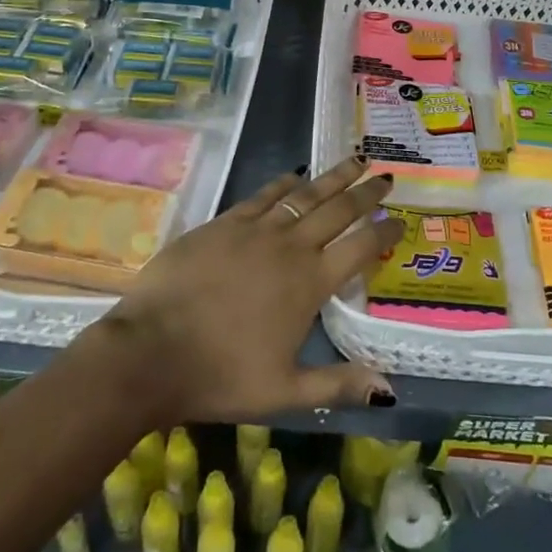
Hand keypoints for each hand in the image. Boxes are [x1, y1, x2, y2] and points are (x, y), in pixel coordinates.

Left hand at [101, 157, 404, 422]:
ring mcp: (255, 229)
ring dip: (332, 177)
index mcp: (310, 284)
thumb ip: (338, 384)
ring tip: (355, 160)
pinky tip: (295, 175)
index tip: (400, 221)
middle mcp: (290, 248)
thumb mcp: (285, 392)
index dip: (384, 232)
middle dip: (366, 192)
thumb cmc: (220, 376)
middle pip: (337, 210)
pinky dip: (284, 183)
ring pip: (304, 194)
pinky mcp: (224, 223)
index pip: (360, 248)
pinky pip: (263, 195)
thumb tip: (389, 388)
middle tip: (387, 177)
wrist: (151, 350)